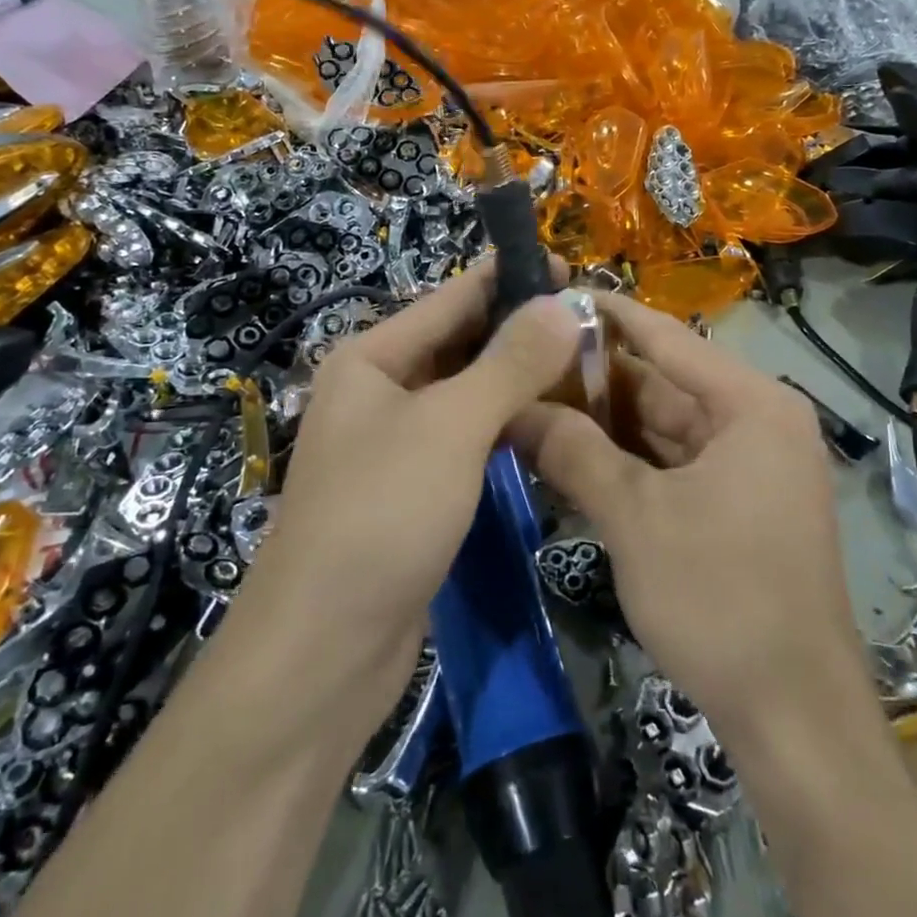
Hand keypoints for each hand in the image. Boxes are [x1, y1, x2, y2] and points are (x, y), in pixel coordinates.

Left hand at [230, 262, 579, 707]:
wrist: (324, 649)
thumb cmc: (381, 516)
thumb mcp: (450, 427)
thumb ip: (509, 363)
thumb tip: (562, 304)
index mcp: (373, 359)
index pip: (452, 298)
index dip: (509, 277)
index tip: (571, 267)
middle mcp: (381, 391)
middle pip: (462, 343)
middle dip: (522, 329)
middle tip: (592, 321)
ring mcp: (398, 443)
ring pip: (470, 393)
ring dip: (520, 378)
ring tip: (585, 364)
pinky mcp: (418, 488)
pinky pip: (470, 438)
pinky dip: (508, 425)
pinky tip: (552, 422)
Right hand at [511, 294, 869, 744]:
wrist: (793, 715)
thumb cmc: (720, 598)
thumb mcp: (635, 517)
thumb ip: (573, 452)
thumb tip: (512, 408)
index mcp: (750, 404)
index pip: (666, 338)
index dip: (607, 315)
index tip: (551, 292)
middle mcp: (755, 422)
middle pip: (661, 384)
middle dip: (592, 379)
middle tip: (523, 362)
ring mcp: (748, 466)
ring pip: (662, 428)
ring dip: (603, 423)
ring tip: (533, 401)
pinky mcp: (736, 505)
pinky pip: (672, 465)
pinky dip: (626, 462)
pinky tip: (570, 454)